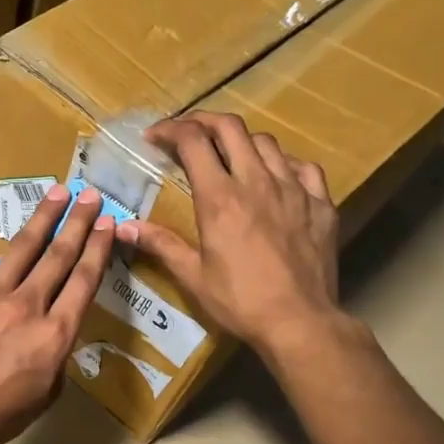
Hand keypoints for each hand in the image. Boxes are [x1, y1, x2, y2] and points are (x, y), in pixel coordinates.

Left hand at [0, 185, 113, 443]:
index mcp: (54, 333)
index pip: (83, 280)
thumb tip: (51, 328)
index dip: (98, 248)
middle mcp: (27, 305)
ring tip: (57, 193)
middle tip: (91, 195)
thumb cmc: (0, 414)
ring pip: (22, 248)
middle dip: (78, 221)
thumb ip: (56, 353)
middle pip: (58, 254)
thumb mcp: (47, 392)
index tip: (108, 224)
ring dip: (43, 218)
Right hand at [115, 111, 343, 359]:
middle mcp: (257, 181)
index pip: (193, 141)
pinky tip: (276, 178)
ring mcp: (294, 188)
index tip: (154, 137)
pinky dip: (283, 164)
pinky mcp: (321, 203)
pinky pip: (303, 167)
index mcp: (220, 197)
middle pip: (231, 127)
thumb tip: (122, 226)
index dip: (170, 130)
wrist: (300, 321)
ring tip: (230, 157)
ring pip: (267, 142)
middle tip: (188, 134)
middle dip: (203, 121)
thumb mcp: (192, 276)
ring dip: (241, 141)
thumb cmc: (240, 301)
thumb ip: (160, 244)